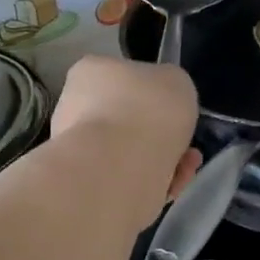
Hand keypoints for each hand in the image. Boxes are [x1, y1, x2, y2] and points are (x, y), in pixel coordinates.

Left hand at [51, 55, 201, 224]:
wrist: (119, 168)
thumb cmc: (146, 110)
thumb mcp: (176, 80)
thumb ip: (168, 87)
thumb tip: (163, 101)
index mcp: (89, 73)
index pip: (122, 79)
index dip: (154, 95)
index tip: (174, 111)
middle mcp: (73, 108)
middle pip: (127, 121)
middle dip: (160, 136)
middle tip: (186, 146)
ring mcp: (76, 150)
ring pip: (130, 155)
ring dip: (162, 161)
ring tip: (185, 168)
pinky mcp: (86, 186)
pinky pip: (127, 181)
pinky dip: (152, 184)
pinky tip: (171, 186)